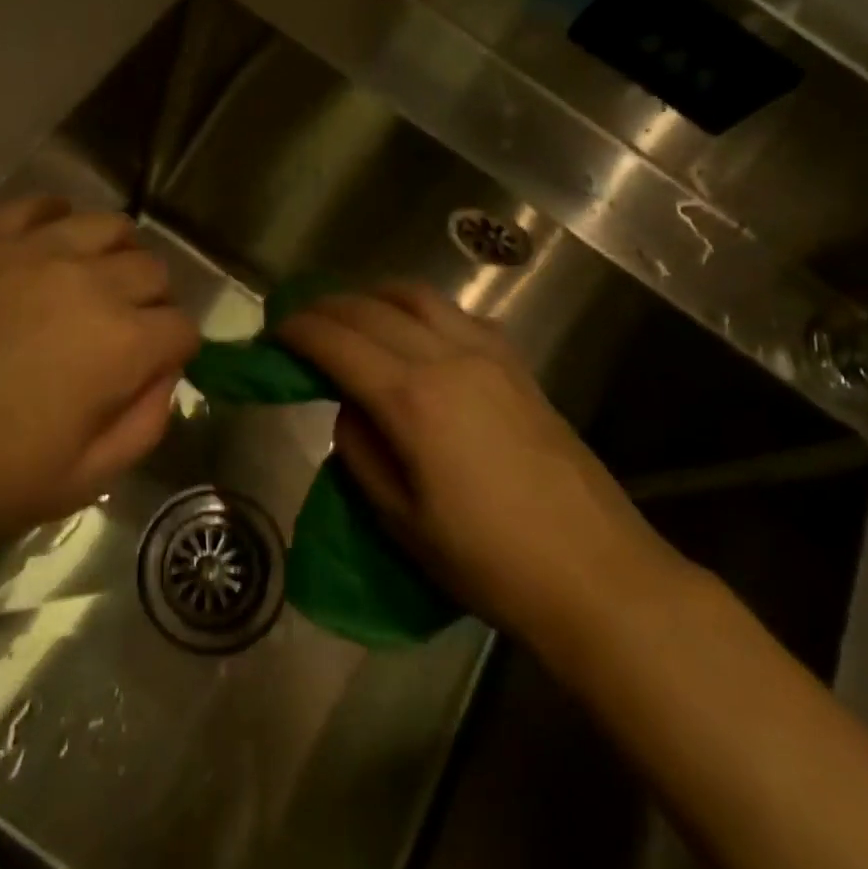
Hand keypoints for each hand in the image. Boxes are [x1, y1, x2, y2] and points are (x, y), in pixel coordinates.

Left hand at [0, 196, 198, 589]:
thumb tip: (162, 380)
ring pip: (108, 225)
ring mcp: (30, 250)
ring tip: (92, 286)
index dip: (176, 354)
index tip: (151, 373)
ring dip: (117, 255)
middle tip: (121, 337)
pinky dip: (60, 221)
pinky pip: (41, 205)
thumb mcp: (76, 484)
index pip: (182, 329)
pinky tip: (47, 249)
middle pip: (153, 270)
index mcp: (119, 344)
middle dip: (153, 304)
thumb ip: (142, 427)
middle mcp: (86, 281)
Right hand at [278, 283, 688, 642]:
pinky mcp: (518, 366)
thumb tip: (351, 407)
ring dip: (375, 296)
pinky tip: (416, 332)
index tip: (273, 332)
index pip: (337, 342)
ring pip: (419, 297)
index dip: (298, 331)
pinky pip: (460, 315)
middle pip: (373, 308)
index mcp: (412, 398)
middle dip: (327, 306)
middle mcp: (448, 358)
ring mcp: (489, 356)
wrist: (593, 572)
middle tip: (301, 320)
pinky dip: (423, 310)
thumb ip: (361, 450)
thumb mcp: (400, 519)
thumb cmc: (486, 560)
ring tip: (352, 315)